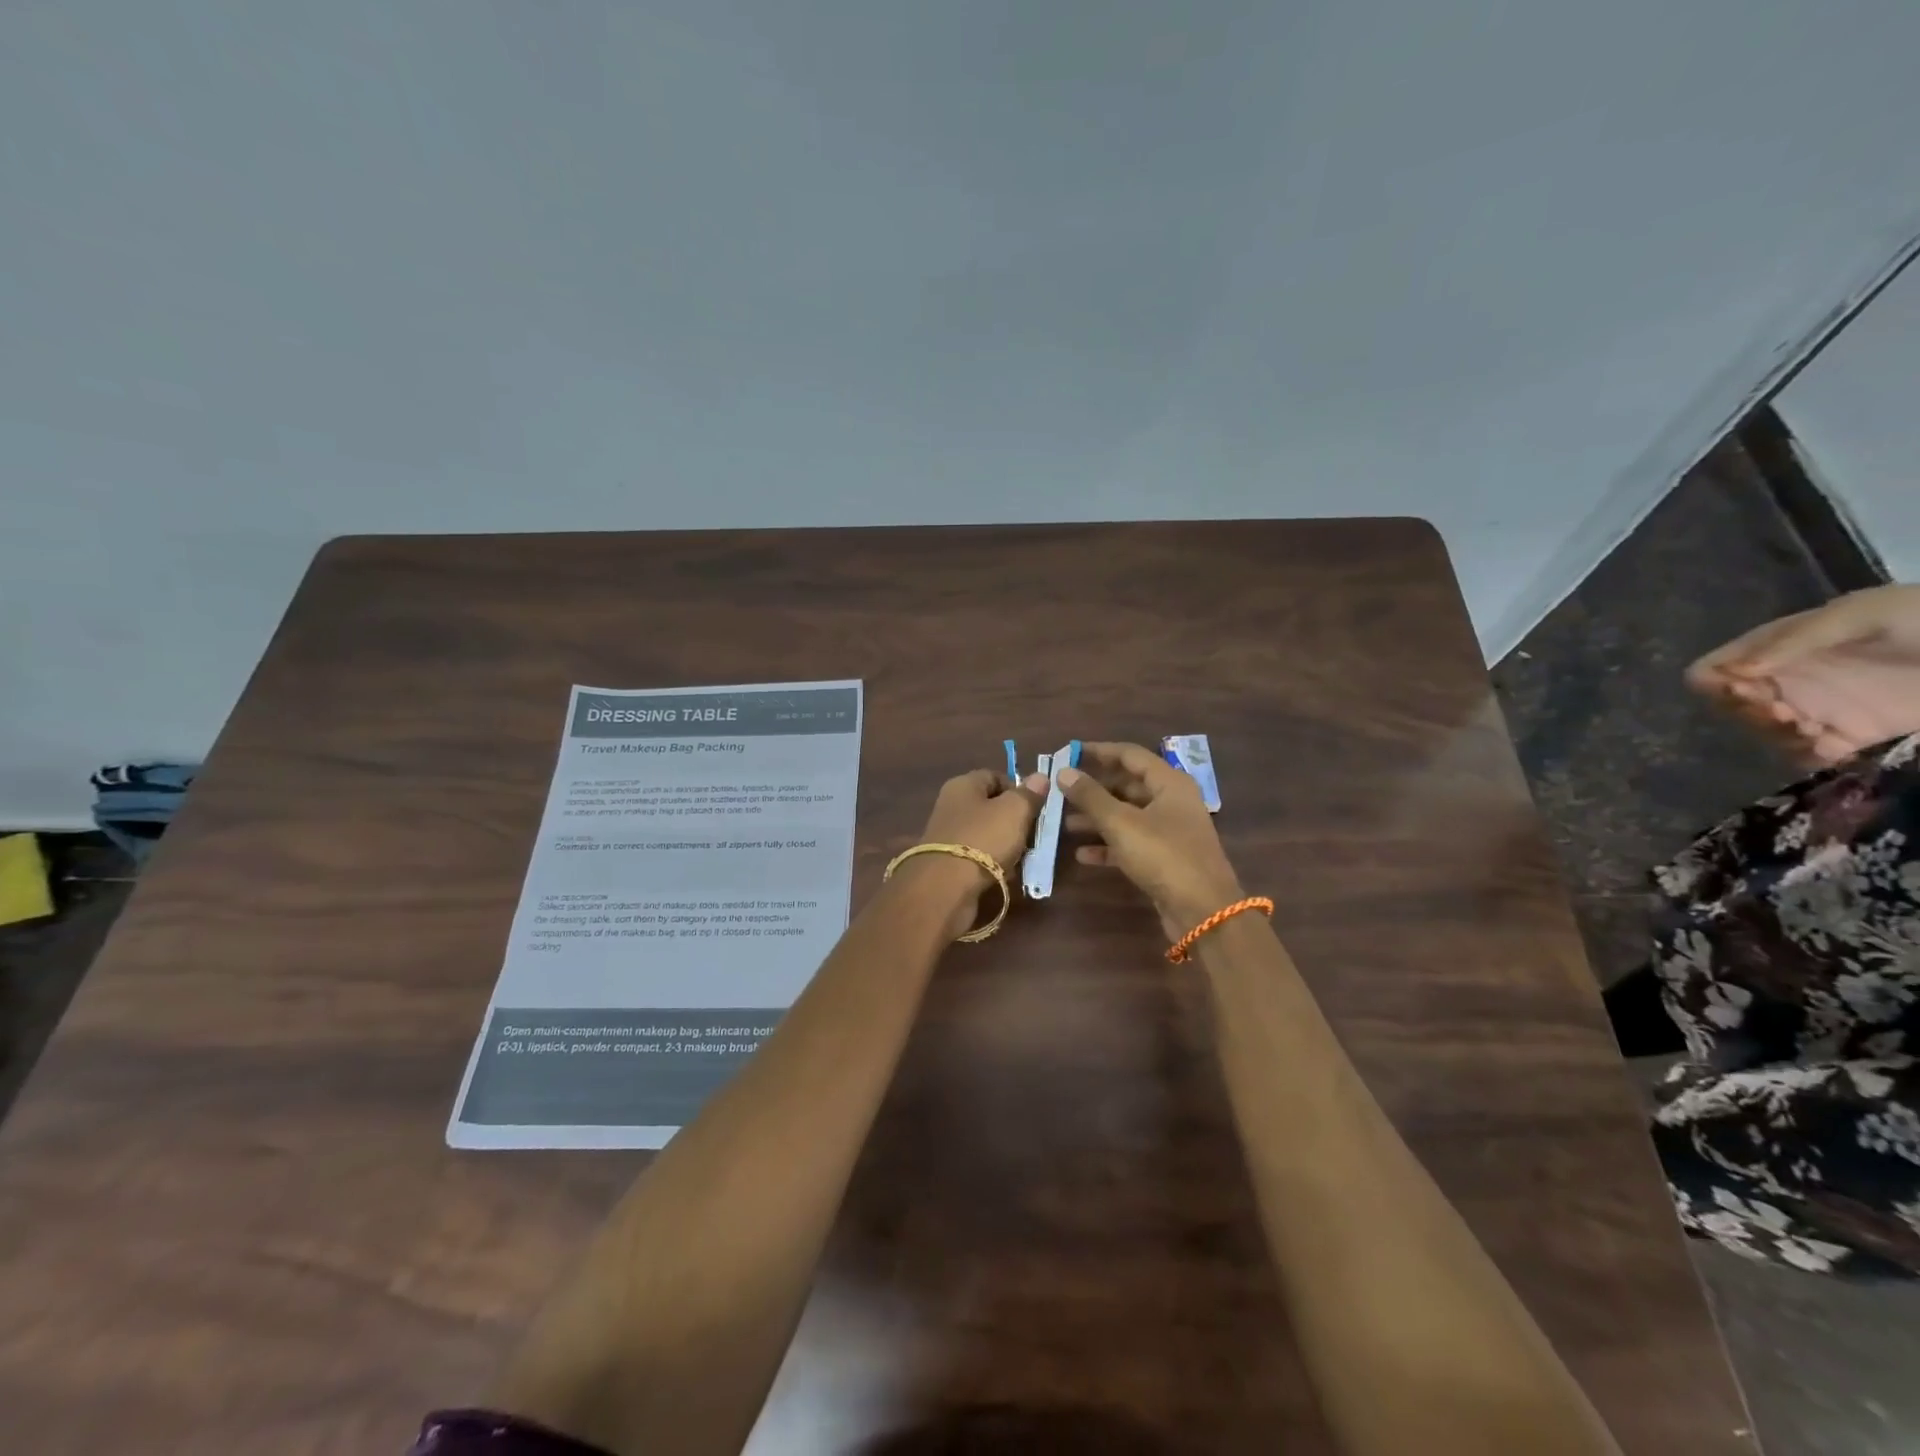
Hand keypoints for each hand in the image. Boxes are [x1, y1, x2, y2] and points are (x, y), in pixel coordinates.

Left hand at [904, 768, 1047, 939]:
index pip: (994, 776)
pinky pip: (978, 856)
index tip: (1035, 807)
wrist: (945, 888)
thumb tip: (1040, 777)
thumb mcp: (1014, 811)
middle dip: (1015, 820)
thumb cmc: (983, 839)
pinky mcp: (948, 862)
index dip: (1018, 789)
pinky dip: (994, 863)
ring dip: (1007, 844)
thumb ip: (1028, 794)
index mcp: (963, 785)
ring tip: (1023, 857)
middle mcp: (951, 805)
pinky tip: (1006, 874)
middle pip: (991, 806)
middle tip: (1033, 835)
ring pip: (987, 833)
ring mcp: (948, 835)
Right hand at [1057, 741, 1244, 940]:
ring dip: (1097, 818)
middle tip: (1061, 792)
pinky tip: (1082, 855)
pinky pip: (1131, 843)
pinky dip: (1108, 846)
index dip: (1098, 751)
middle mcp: (1172, 802)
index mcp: (1169, 783)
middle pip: (1127, 785)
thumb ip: (1090, 796)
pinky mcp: (1164, 858)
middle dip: (1093, 789)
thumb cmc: (1163, 856)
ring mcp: (1169, 831)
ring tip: (1064, 823)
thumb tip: (1063, 771)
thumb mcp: (1121, 823)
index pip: (1130, 755)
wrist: (1203, 911)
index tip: (1068, 753)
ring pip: (1127, 815)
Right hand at [1687, 584, 1919, 764]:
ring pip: (1762, 733)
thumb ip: (1798, 639)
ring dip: (1776, 737)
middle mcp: (1786, 682)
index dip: (1715, 685)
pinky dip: (1810, 757)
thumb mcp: (1864, 614)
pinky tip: (1833, 748)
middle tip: (1784, 714)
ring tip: (1812, 731)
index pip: (1712, 671)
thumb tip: (1737, 672)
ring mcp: (1817, 710)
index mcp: (1777, 650)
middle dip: (1747, 714)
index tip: (1745, 690)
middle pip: (1729, 707)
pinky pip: (1807, 756)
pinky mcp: (1850, 736)